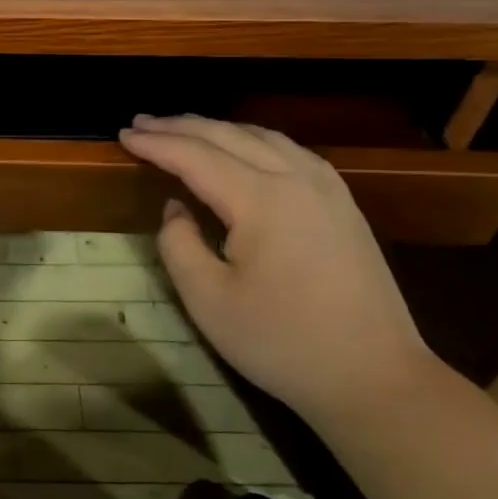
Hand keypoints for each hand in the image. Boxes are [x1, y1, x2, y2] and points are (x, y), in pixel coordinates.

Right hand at [118, 114, 433, 420]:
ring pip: (262, 136)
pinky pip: (289, 150)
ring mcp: (326, 187)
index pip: (196, 156)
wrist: (375, 376)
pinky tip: (242, 148)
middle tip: (141, 122)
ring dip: (216, 128)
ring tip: (182, 128)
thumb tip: (176, 208)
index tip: (122, 134)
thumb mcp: (208, 301)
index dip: (156, 143)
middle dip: (180, 126)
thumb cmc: (283, 342)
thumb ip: (179, 244)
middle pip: (228, 135)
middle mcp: (296, 178)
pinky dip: (252, 139)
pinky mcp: (343, 203)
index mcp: (262, 199)